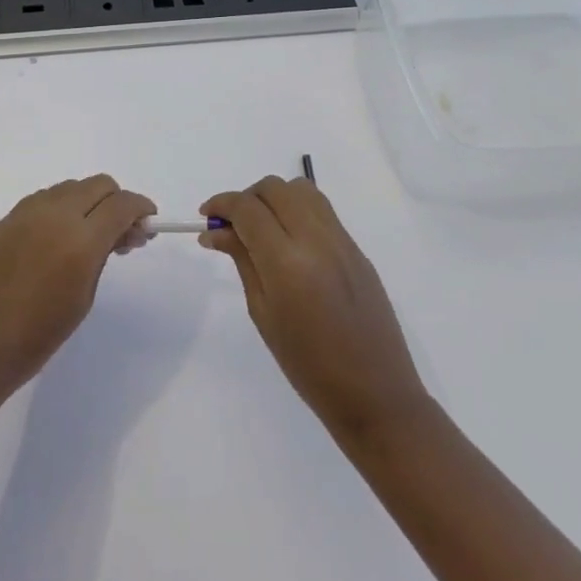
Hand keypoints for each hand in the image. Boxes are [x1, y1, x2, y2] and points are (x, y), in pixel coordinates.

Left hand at [0, 175, 156, 407]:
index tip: (148, 223)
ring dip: (89, 202)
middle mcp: (55, 215)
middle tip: (121, 233)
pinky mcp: (8, 218)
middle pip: (99, 185)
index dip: (141, 208)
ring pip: (72, 187)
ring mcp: (27, 212)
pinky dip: (62, 207)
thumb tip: (122, 231)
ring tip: (89, 236)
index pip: (122, 204)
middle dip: (117, 202)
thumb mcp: (84, 296)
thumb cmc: (39, 335)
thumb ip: (104, 254)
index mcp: (80, 240)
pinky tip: (60, 236)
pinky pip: (46, 198)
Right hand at [202, 176, 430, 440]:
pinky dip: (297, 211)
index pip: (248, 208)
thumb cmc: (308, 366)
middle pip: (275, 188)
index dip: (221, 204)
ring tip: (262, 229)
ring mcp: (342, 241)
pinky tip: (290, 242)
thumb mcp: (263, 313)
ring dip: (274, 198)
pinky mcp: (357, 248)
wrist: (375, 393)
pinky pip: (322, 210)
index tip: (206, 216)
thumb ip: (242, 261)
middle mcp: (317, 240)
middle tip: (232, 226)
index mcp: (287, 262)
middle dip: (247, 198)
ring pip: (302, 190)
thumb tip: (215, 231)